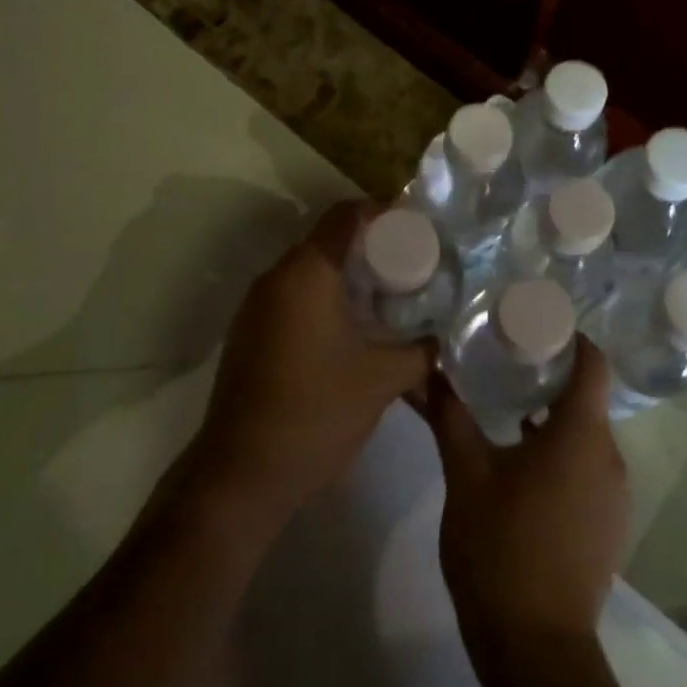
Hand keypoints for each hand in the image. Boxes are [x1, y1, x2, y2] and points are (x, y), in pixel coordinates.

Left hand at [193, 200, 433, 523]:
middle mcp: (276, 277)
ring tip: (384, 297)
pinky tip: (348, 329)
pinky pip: (291, 295)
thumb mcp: (383, 379)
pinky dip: (321, 297)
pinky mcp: (248, 332)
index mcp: (307, 273)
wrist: (242, 473)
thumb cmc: (317, 412)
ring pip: (307, 269)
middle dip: (368, 247)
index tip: (413, 230)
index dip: (381, 213)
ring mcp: (255, 305)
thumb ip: (421, 350)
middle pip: (326, 239)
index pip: (345, 215)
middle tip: (408, 266)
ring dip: (343, 275)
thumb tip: (444, 337)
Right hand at [422, 340, 628, 662]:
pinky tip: (520, 459)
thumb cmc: (501, 548)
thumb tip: (428, 370)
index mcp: (581, 434)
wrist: (536, 651)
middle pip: (587, 396)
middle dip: (549, 374)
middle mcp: (610, 456)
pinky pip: (588, 466)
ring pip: (585, 434)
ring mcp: (614, 494)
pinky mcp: (608, 524)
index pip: (592, 361)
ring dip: (551, 416)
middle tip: (505, 357)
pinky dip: (560, 451)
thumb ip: (449, 415)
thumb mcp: (466, 474)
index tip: (531, 323)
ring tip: (506, 404)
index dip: (567, 336)